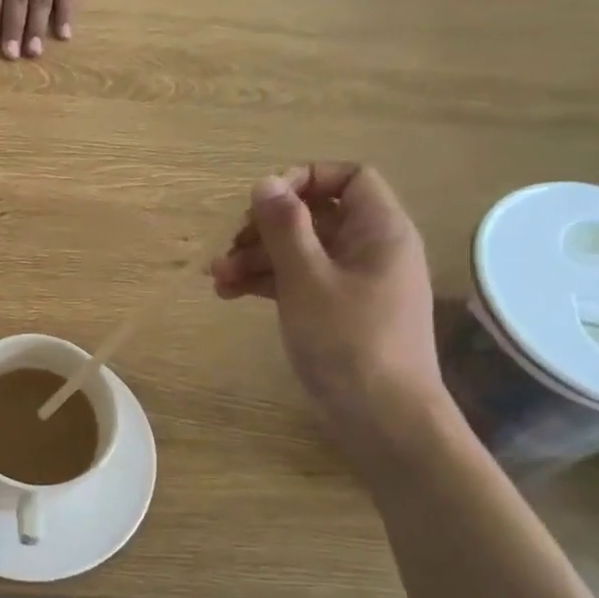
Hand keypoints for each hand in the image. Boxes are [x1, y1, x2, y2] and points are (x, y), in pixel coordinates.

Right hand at [212, 164, 446, 444]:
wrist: (382, 419)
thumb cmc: (348, 341)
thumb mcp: (307, 279)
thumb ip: (284, 227)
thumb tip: (265, 182)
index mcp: (379, 231)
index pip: (349, 178)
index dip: (305, 179)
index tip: (264, 200)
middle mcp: (370, 250)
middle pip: (315, 217)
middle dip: (266, 228)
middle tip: (230, 246)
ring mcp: (354, 284)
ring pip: (301, 252)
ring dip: (257, 258)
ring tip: (216, 278)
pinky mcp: (337, 313)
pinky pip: (300, 282)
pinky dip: (267, 283)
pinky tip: (230, 294)